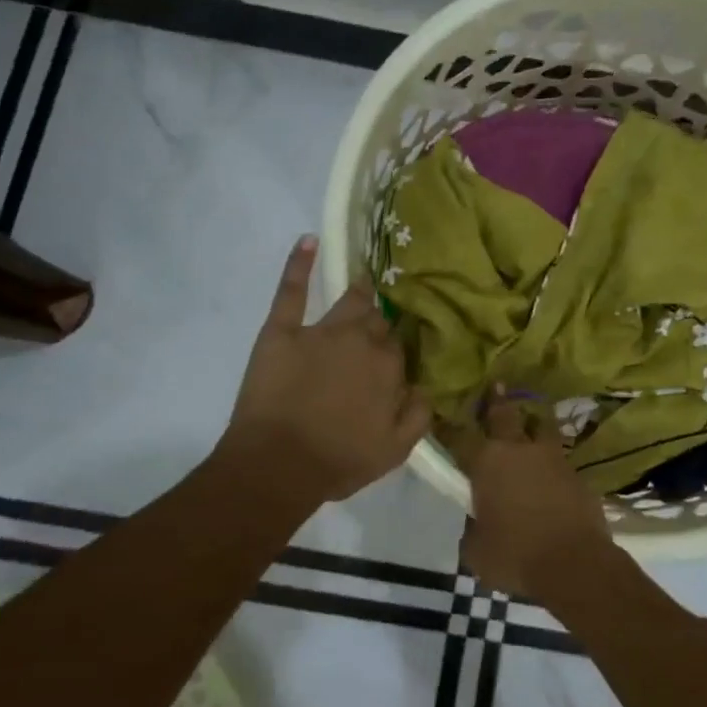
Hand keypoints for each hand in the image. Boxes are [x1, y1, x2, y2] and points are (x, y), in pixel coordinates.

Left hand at [222, 235, 430, 505]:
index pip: (401, 346)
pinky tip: (308, 240)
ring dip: (361, 291)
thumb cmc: (338, 461)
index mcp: (389, 367)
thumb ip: (419, 414)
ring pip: (349, 301)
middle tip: (385, 317)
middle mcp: (361, 340)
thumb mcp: (394, 450)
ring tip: (368, 279)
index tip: (397, 352)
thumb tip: (429, 386)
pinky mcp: (282, 330)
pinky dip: (299, 264)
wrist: (278, 466)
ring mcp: (321, 331)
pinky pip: (292, 291)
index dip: (398, 349)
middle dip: (383, 319)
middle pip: (378, 320)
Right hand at [450, 395, 613, 598]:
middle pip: (505, 414)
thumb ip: (472, 527)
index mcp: (487, 462)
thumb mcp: (477, 549)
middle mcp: (519, 449)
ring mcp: (552, 457)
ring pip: (541, 427)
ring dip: (533, 423)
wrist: (575, 564)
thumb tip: (477, 518)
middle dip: (497, 401)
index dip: (448, 427)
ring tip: (531, 422)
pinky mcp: (577, 473)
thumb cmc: (516, 555)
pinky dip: (553, 460)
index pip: (460, 437)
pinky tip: (552, 469)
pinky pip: (560, 457)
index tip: (441, 416)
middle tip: (495, 386)